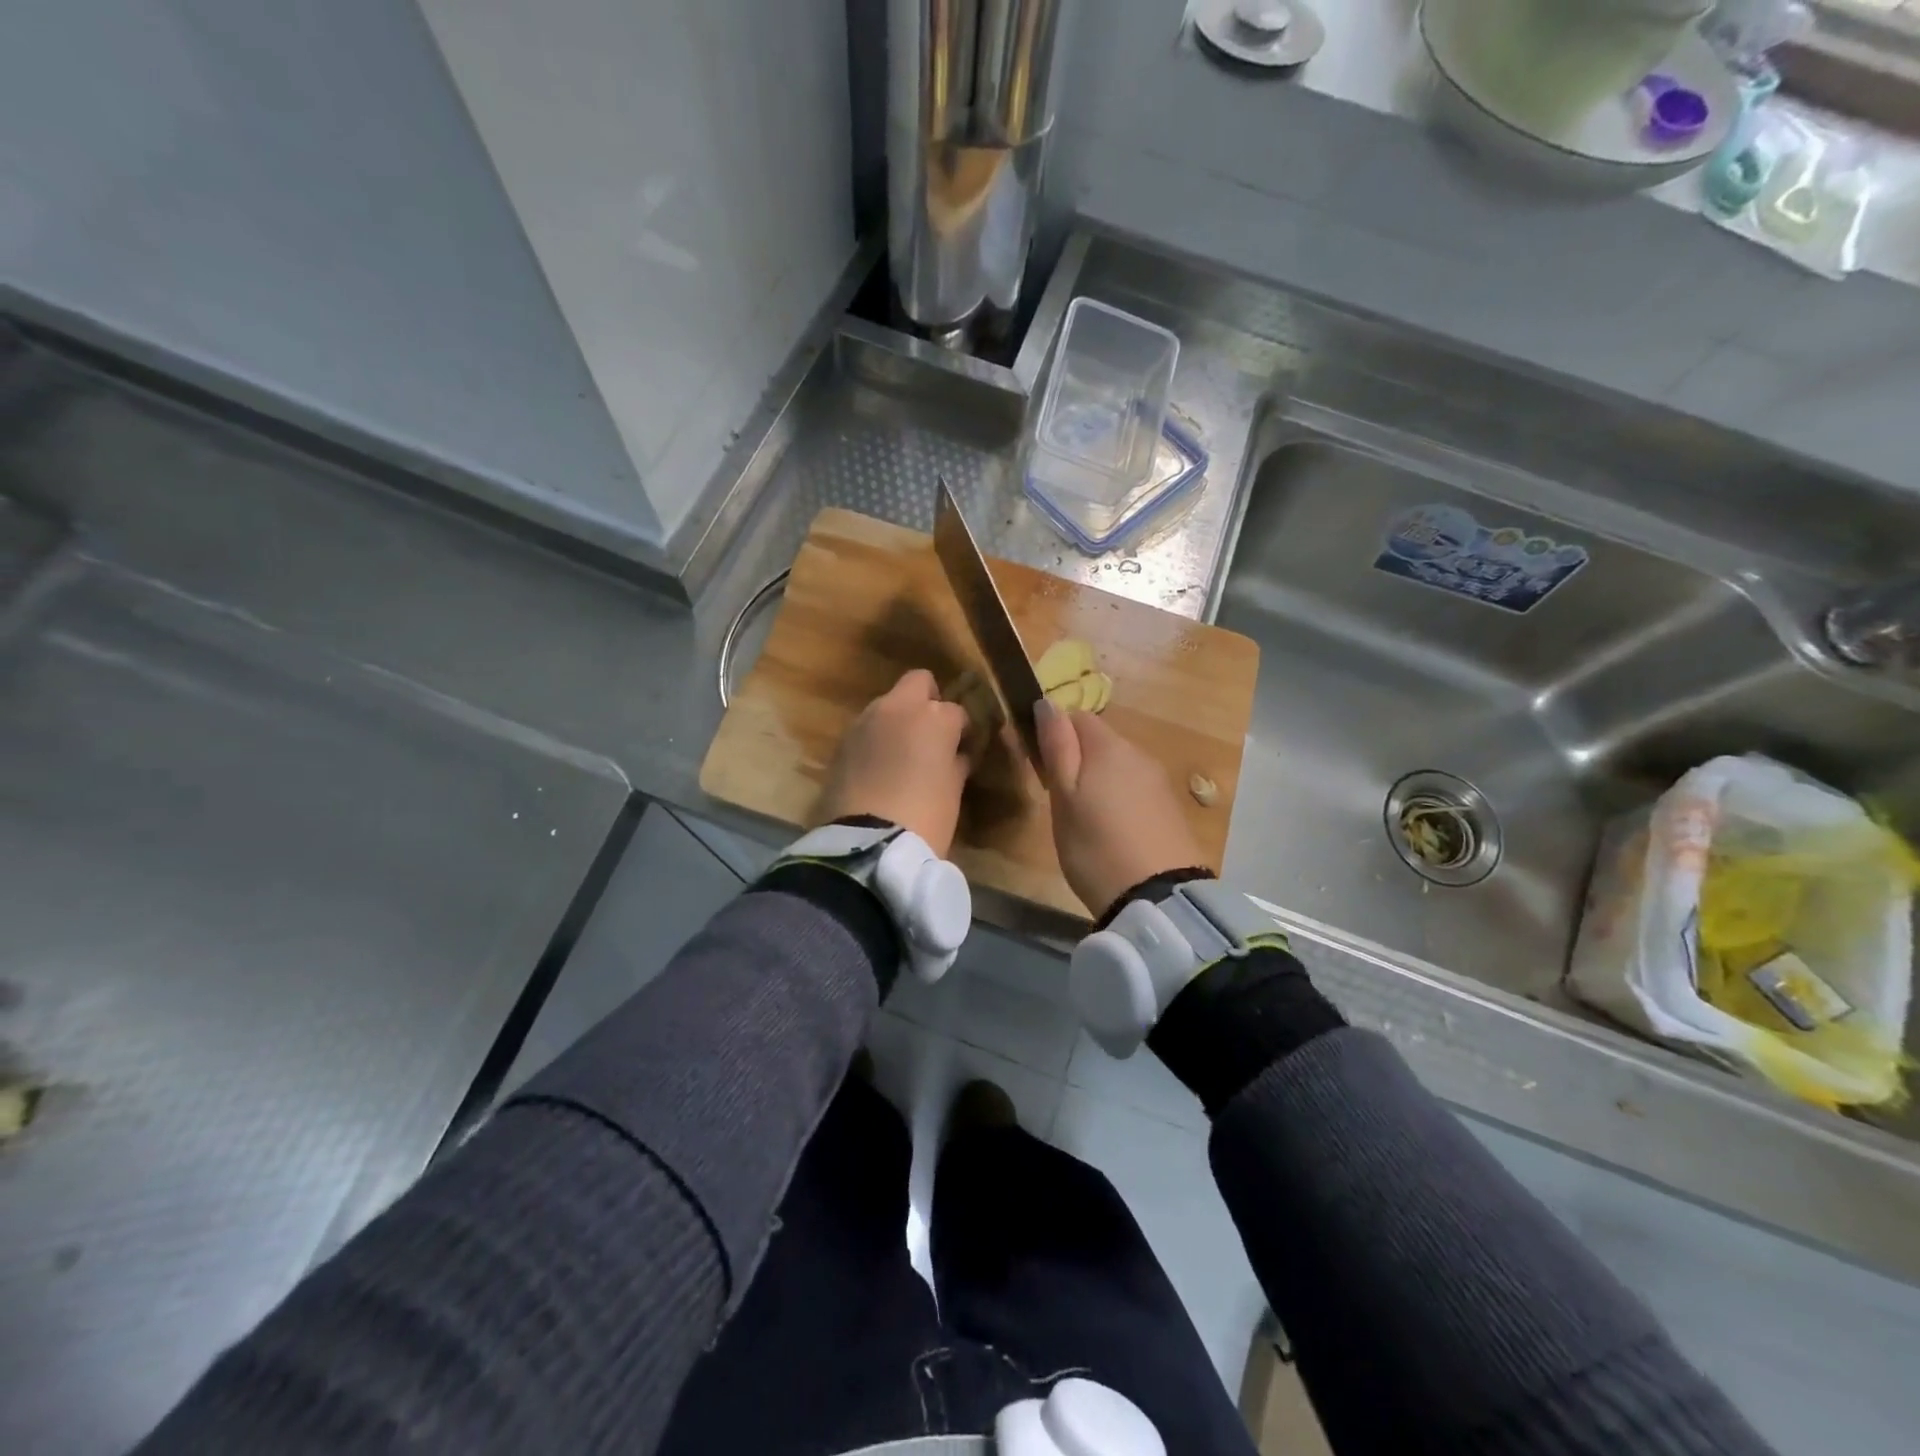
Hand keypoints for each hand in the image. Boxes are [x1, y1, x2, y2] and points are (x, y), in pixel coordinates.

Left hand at [817, 669, 972, 856]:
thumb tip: (956, 755)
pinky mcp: (842, 741)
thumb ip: (956, 763)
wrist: (869, 844)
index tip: (961, 749)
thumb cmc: (926, 817)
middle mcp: (899, 708)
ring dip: (898, 720)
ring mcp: (866, 721)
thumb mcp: (952, 791)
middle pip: (918, 682)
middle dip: (928, 700)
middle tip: (932, 733)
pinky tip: (879, 767)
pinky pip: (867, 728)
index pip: (957, 711)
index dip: (961, 730)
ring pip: (888, 704)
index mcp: (935, 717)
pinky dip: (876, 739)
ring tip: (901, 754)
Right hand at [1035, 701, 1206, 918]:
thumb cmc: (1095, 845)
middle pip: (1100, 741)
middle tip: (1059, 798)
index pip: (1077, 716)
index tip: (1041, 766)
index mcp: (1110, 746)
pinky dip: (1120, 800)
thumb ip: (1057, 747)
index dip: (1054, 734)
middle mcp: (1139, 754)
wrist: (1157, 897)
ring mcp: (1159, 781)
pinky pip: (1136, 789)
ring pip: (1118, 766)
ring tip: (1085, 819)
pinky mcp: (1170, 808)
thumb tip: (1047, 702)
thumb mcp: (1063, 796)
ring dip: (1099, 780)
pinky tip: (1113, 830)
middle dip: (1077, 759)